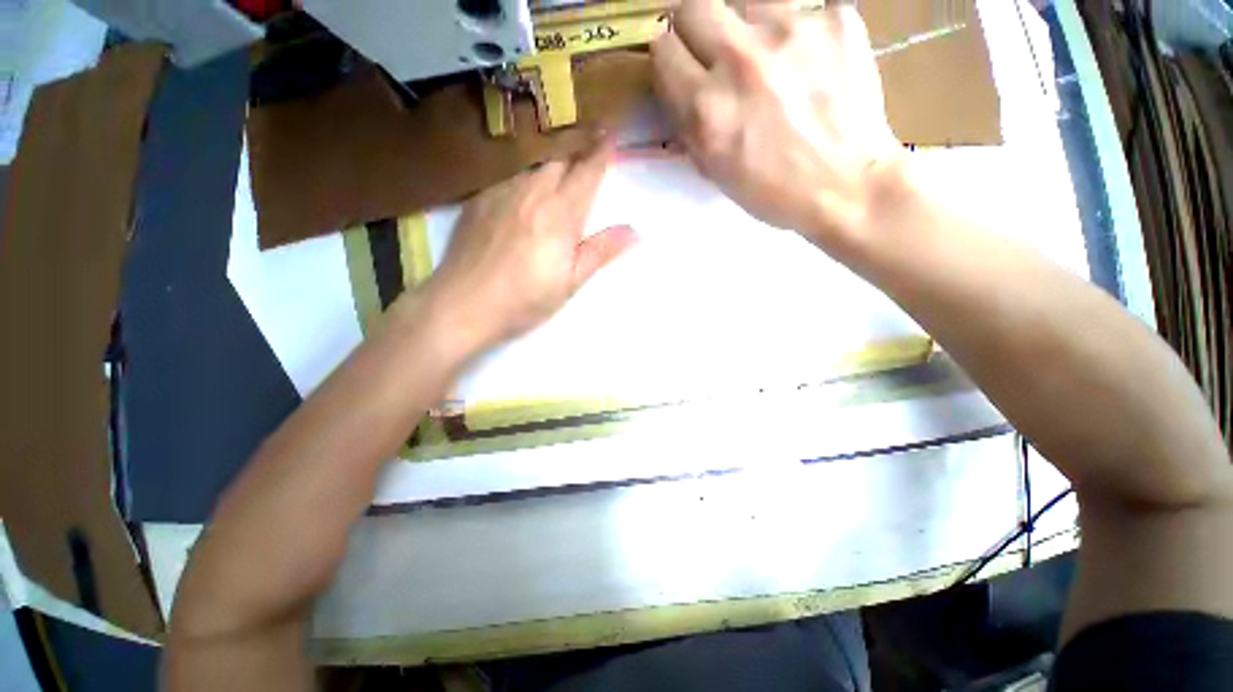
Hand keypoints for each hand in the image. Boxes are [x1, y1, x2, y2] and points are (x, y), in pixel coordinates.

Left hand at [417, 140, 636, 352]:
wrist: (462, 305)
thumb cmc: (524, 300)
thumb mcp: (570, 282)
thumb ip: (601, 251)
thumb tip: (634, 231)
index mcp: (559, 213)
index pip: (586, 172)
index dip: (601, 152)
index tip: (611, 135)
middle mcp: (531, 192)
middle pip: (559, 159)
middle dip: (577, 152)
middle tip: (587, 154)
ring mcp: (501, 192)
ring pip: (533, 165)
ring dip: (550, 164)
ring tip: (556, 172)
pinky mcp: (478, 199)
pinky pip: (508, 176)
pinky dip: (523, 176)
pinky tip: (522, 192)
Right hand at [651, 0, 903, 249]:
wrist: (847, 185)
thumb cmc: (773, 191)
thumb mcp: (715, 169)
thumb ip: (689, 122)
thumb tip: (680, 84)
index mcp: (707, 108)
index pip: (664, 50)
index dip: (670, 59)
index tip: (682, 68)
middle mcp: (740, 61)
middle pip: (695, 6)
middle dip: (696, 28)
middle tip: (714, 52)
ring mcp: (790, 31)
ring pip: (746, 0)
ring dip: (747, 26)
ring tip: (767, 58)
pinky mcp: (834, 18)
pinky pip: (801, 9)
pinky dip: (797, 33)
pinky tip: (809, 63)